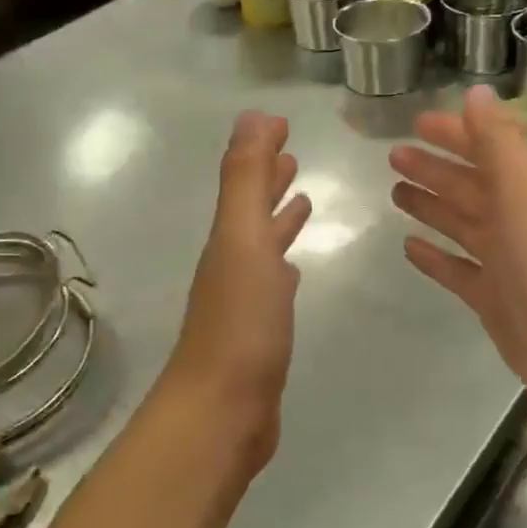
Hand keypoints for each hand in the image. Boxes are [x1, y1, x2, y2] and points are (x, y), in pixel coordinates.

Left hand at [165, 112, 311, 471]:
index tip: (282, 123)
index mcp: (228, 240)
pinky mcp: (259, 334)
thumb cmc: (240, 323)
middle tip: (292, 157)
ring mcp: (243, 301)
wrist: (224, 411)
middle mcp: (231, 264)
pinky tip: (293, 272)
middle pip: (250, 212)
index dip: (260, 151)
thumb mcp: (242, 240)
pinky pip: (272, 286)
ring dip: (278, 220)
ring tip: (302, 201)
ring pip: (262, 247)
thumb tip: (251, 116)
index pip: (244, 182)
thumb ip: (245, 180)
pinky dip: (282, 268)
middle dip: (268, 181)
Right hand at [389, 86, 526, 444]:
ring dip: (432, 207)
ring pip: (462, 226)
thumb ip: (499, 142)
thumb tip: (476, 91)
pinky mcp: (494, 302)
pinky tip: (409, 248)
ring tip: (396, 193)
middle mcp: (520, 223)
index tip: (417, 123)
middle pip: (471, 187)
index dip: (455, 134)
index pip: (489, 150)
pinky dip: (435, 257)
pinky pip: (458, 271)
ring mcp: (507, 265)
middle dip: (435, 169)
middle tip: (393, 157)